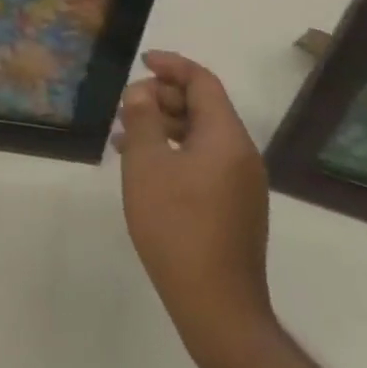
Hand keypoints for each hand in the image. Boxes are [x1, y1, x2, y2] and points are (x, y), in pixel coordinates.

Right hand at [115, 51, 273, 361]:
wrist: (216, 305)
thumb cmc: (176, 225)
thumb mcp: (146, 164)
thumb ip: (142, 118)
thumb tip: (143, 92)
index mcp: (226, 138)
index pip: (203, 82)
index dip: (172, 65)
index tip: (141, 62)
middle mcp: (242, 155)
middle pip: (204, 107)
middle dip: (163, 97)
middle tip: (127, 105)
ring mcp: (241, 184)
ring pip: (201, 136)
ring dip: (164, 126)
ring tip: (124, 136)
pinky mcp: (234, 207)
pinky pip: (204, 161)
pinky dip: (174, 151)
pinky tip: (144, 168)